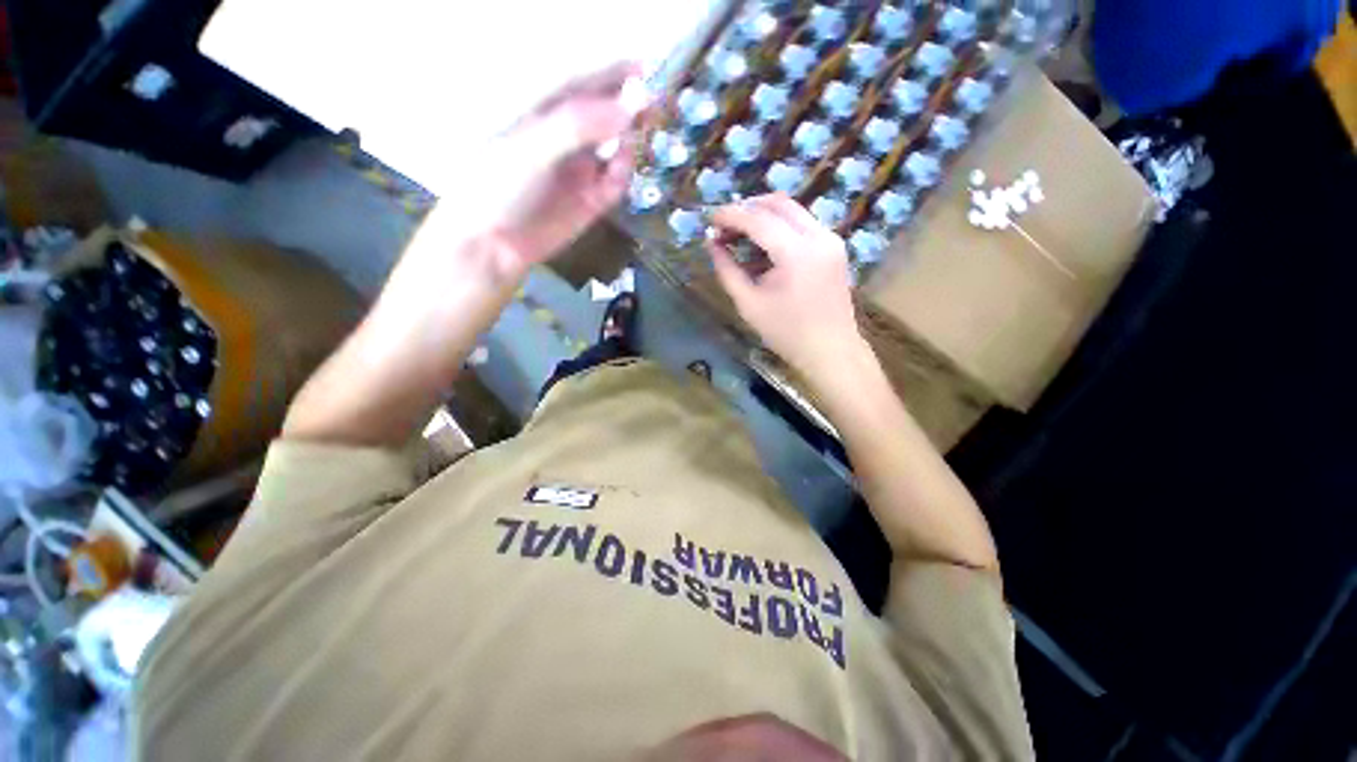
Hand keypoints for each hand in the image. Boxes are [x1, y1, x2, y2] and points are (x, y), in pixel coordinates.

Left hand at [446, 61, 647, 280]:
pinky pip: (617, 182)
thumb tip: (628, 109)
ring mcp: (582, 169)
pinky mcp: (592, 200)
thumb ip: (579, 125)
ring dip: (631, 143)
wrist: (495, 243)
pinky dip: (623, 175)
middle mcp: (567, 138)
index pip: (584, 83)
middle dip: (631, 110)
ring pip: (618, 149)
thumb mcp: (534, 146)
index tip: (646, 67)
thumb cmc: (500, 184)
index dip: (614, 73)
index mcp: (545, 112)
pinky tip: (620, 173)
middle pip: (607, 115)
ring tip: (633, 145)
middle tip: (653, 110)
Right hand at [707, 194, 865, 379]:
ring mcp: (831, 239)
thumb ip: (727, 270)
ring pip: (793, 209)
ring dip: (764, 214)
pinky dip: (780, 226)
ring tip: (740, 233)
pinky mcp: (834, 247)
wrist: (830, 351)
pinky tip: (764, 245)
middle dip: (747, 207)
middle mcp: (819, 236)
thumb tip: (711, 243)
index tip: (710, 219)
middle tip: (725, 225)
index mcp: (797, 253)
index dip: (730, 215)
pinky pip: (803, 223)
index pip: (758, 219)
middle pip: (778, 203)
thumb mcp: (749, 304)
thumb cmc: (786, 333)